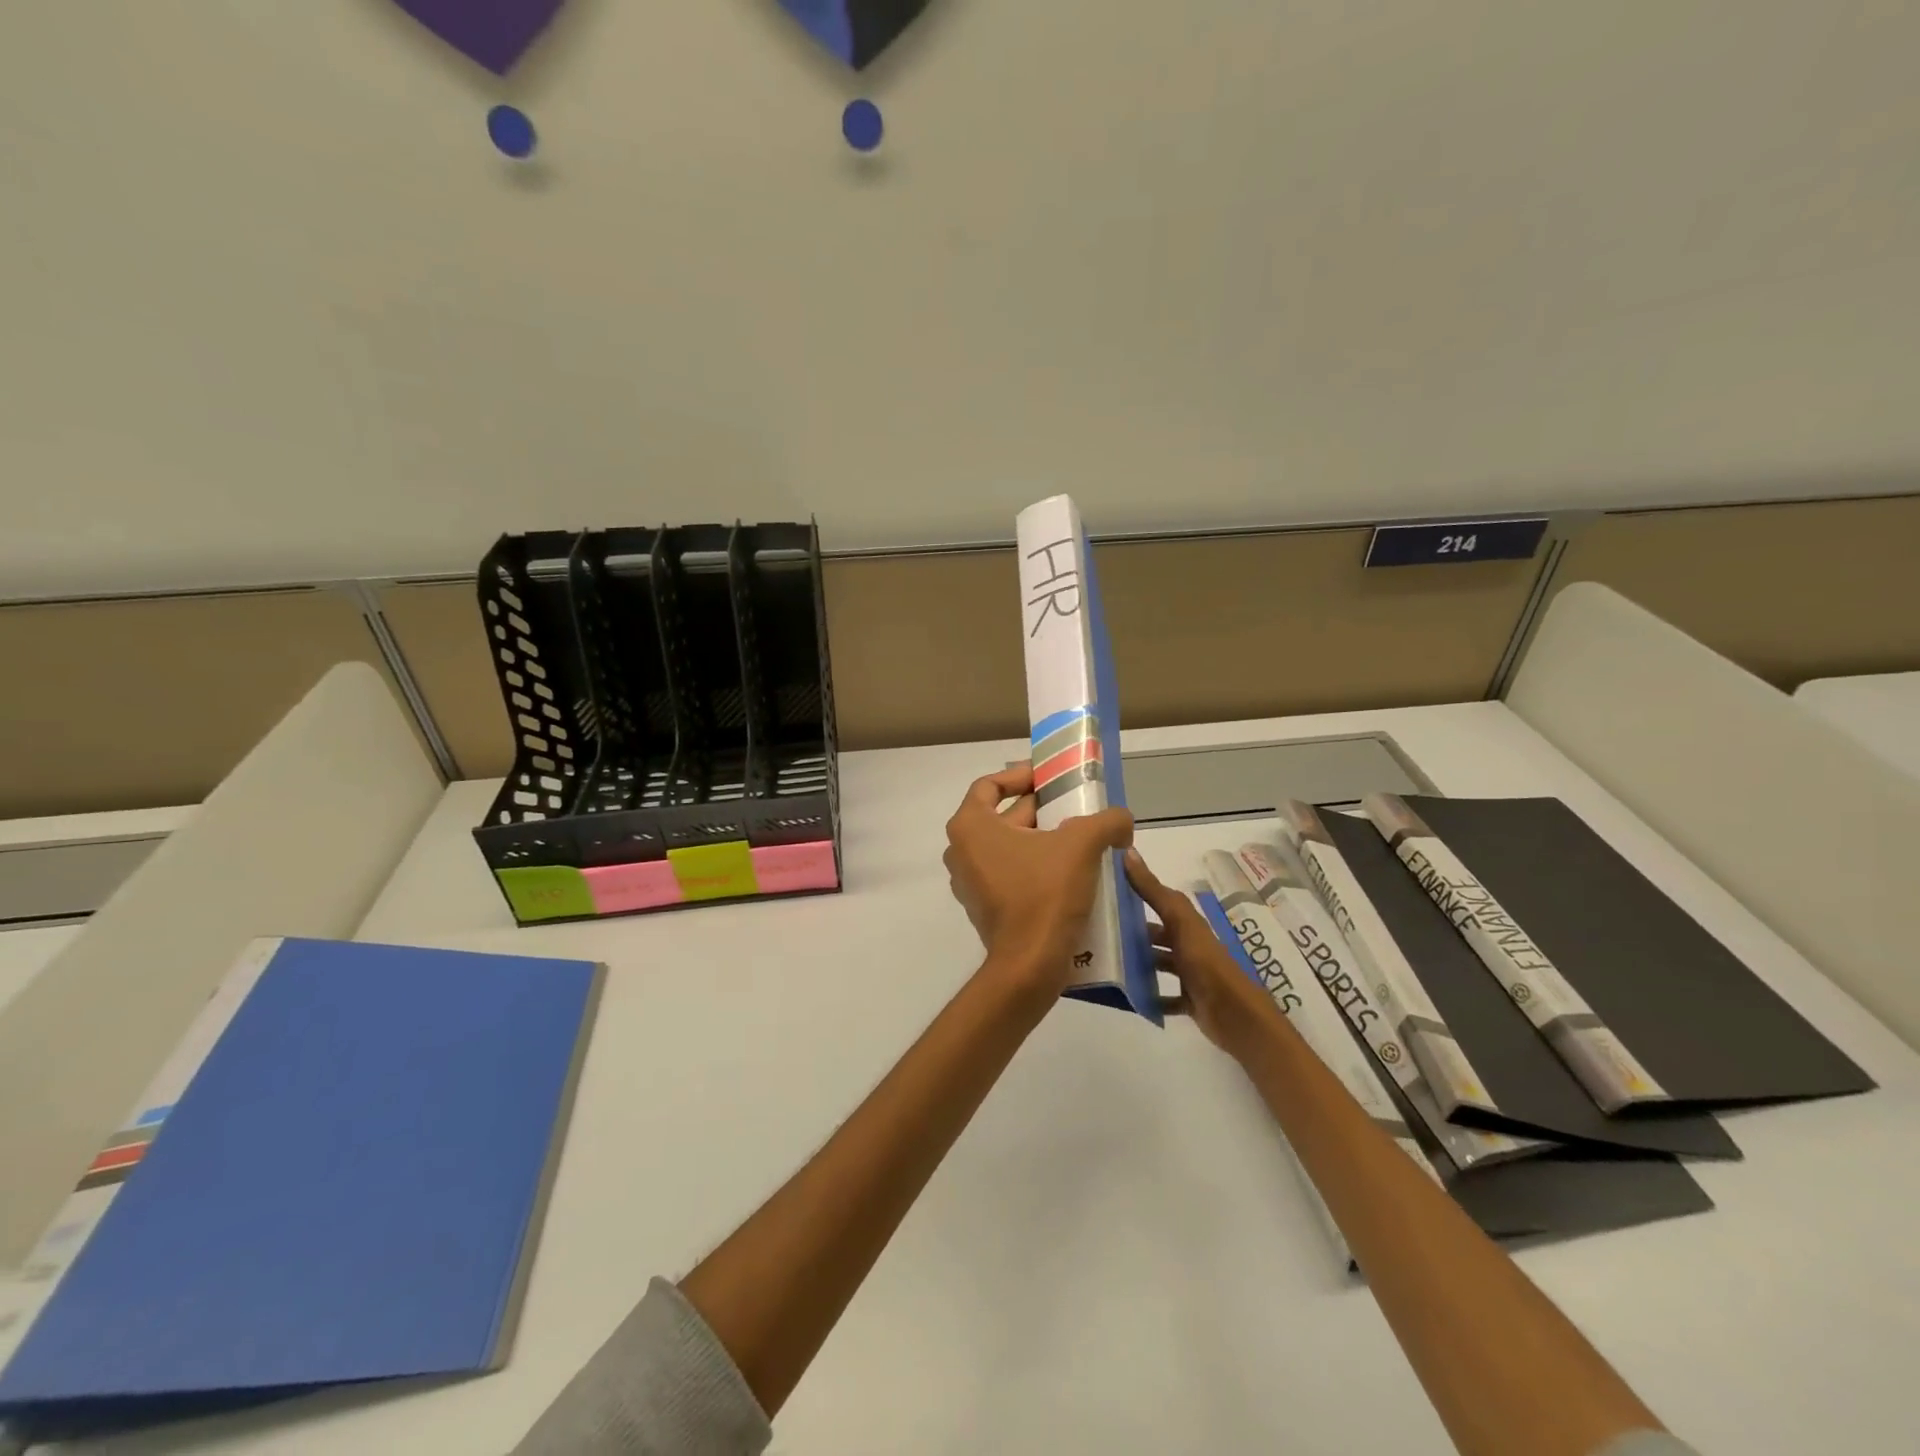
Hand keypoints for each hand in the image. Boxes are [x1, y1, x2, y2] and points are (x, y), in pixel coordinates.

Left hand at [943, 765, 1133, 992]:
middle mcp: (961, 851)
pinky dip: (1036, 866)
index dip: (1020, 776)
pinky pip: (1010, 873)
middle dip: (1041, 810)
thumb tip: (1122, 820)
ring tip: (1080, 839)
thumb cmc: (1045, 894)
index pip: (989, 785)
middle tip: (1077, 808)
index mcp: (970, 827)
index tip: (1050, 779)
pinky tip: (1071, 872)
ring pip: (1008, 846)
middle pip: (1002, 816)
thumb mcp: (1082, 845)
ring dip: (1041, 839)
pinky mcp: (985, 907)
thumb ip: (1106, 821)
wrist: (1030, 965)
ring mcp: (970, 882)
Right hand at [1124, 847, 1283, 1060]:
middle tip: (1098, 933)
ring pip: (1159, 964)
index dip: (1136, 893)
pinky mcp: (1190, 1000)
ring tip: (1107, 964)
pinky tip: (1128, 997)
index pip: (1159, 901)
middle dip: (1132, 933)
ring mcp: (1190, 974)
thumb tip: (1129, 852)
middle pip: (1157, 935)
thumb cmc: (1206, 963)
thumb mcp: (1178, 922)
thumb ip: (1153, 891)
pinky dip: (1149, 997)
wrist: (1235, 1016)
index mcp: (1187, 923)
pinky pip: (1164, 997)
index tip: (1105, 891)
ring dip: (1138, 964)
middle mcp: (1189, 945)